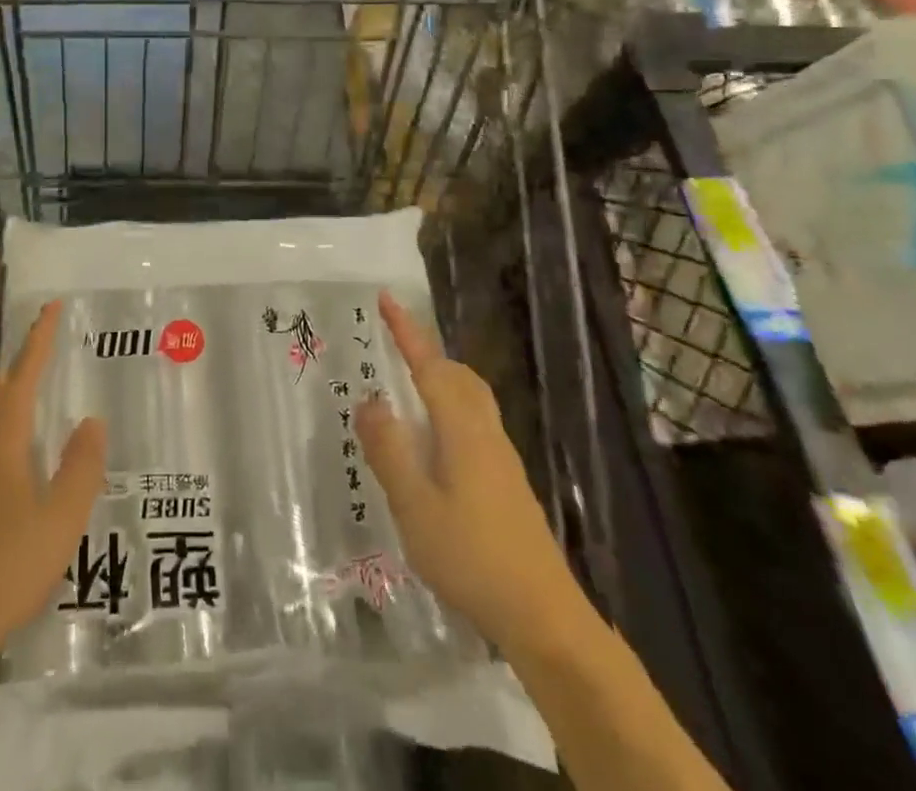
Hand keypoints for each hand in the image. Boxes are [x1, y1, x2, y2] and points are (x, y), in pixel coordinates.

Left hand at [0, 300, 105, 656]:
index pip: (23, 375)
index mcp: (2, 440)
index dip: (38, 339)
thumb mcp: (62, 519)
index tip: (51, 306)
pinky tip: (11, 462)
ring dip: (8, 400)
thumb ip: (81, 466)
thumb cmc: (8, 567)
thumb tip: (91, 420)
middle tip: (49, 361)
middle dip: (22, 370)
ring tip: (35, 406)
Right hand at [358, 291, 584, 653]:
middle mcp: (485, 433)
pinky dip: (448, 411)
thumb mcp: (414, 505)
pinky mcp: (507, 484)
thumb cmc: (472, 557)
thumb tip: (370, 400)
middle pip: (458, 376)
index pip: (430, 365)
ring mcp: (502, 459)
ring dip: (439, 381)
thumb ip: (389, 450)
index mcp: (461, 429)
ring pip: (470, 400)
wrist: (544, 617)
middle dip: (426, 353)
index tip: (387, 298)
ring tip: (406, 391)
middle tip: (393, 348)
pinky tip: (432, 446)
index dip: (407, 331)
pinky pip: (474, 424)